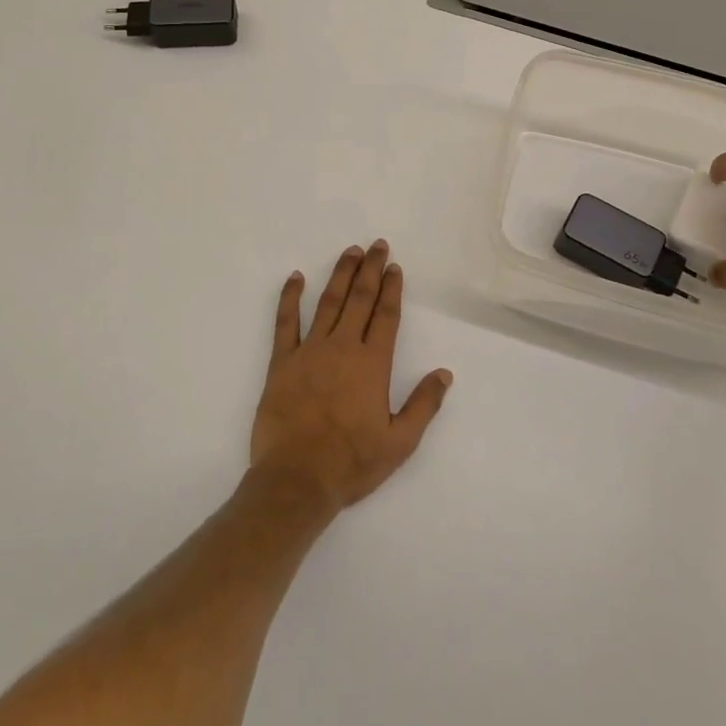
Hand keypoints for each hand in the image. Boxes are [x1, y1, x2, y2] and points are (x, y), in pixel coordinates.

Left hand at [250, 242, 452, 513]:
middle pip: (359, 299)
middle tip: (377, 245)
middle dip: (370, 270)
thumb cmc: (351, 463)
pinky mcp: (281, 362)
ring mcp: (309, 351)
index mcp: (372, 364)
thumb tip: (444, 373)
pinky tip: (295, 278)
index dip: (392, 289)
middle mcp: (343, 348)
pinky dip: (289, 298)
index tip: (395, 268)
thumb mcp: (399, 442)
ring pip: (327, 302)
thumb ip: (423, 405)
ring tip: (350, 251)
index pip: (386, 316)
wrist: (296, 480)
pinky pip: (285, 323)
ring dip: (340, 274)